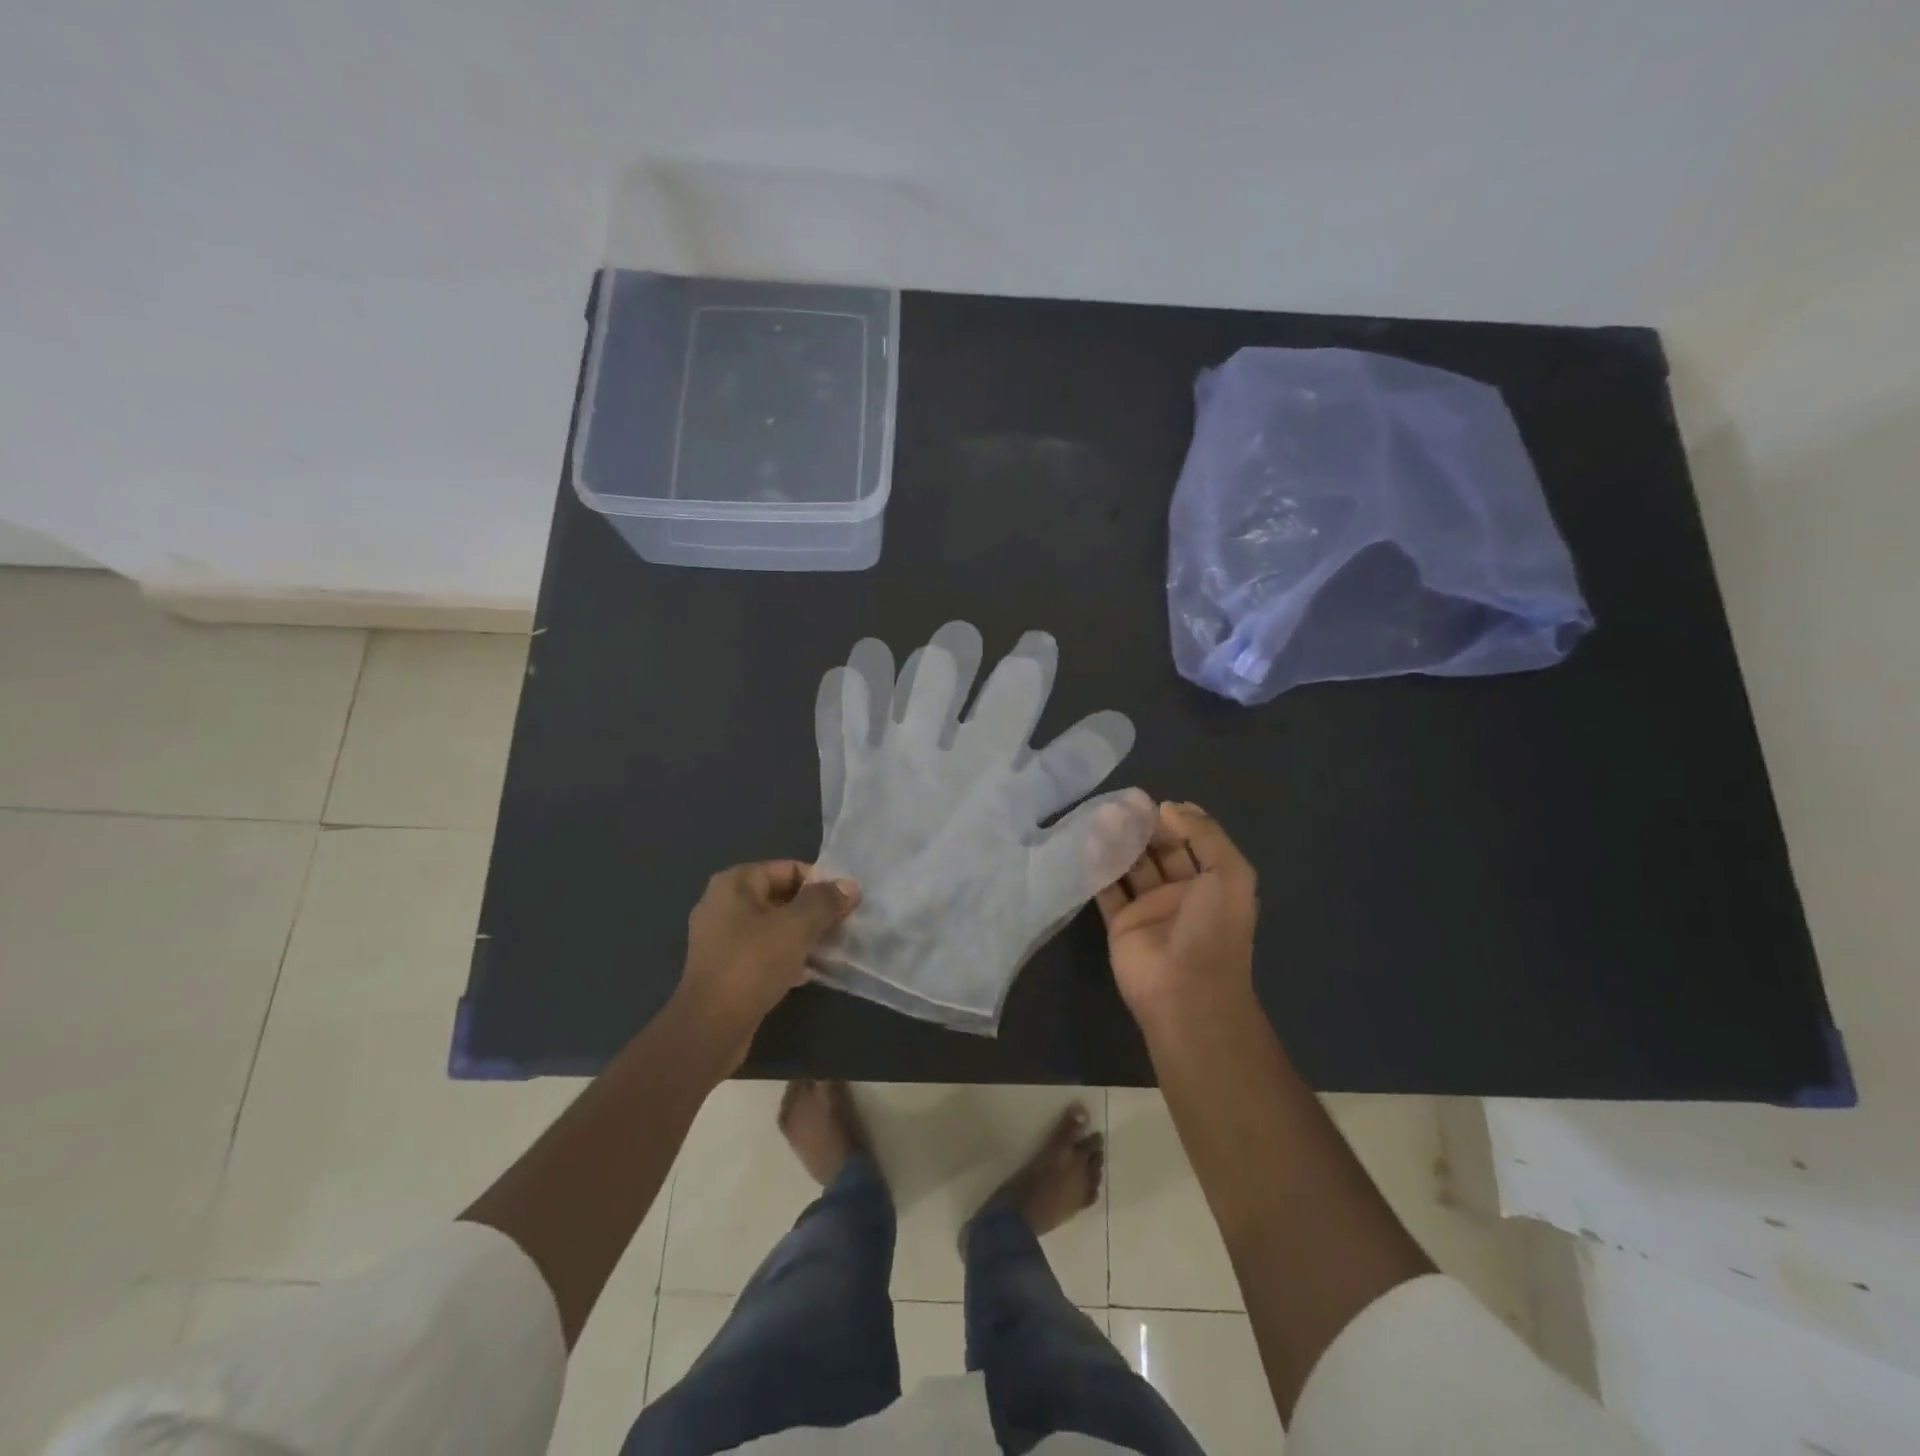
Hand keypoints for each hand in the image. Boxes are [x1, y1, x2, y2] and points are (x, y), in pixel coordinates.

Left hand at [678, 861, 859, 1067]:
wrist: (711, 1027)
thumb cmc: (753, 964)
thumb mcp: (797, 927)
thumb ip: (825, 902)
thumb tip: (849, 885)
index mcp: (735, 884)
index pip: (788, 869)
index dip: (820, 883)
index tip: (846, 903)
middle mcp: (723, 904)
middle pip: (781, 897)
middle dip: (813, 910)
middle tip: (843, 925)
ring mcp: (720, 938)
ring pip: (773, 927)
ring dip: (802, 935)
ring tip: (831, 949)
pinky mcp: (725, 968)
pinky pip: (763, 952)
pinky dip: (786, 957)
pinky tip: (808, 972)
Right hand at [1095, 802, 1259, 1035]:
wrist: (1187, 992)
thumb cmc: (1213, 930)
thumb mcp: (1230, 874)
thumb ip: (1205, 835)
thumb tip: (1172, 807)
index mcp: (1212, 883)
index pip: (1192, 842)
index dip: (1175, 820)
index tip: (1153, 801)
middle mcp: (1181, 894)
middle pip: (1158, 851)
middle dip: (1142, 827)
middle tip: (1120, 803)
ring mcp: (1148, 909)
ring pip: (1131, 867)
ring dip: (1118, 842)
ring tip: (1100, 816)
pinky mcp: (1120, 925)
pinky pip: (1107, 890)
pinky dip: (1097, 868)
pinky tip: (1086, 843)